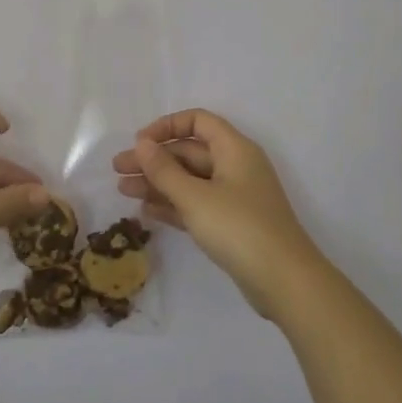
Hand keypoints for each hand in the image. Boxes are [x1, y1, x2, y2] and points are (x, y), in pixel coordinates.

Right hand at [112, 109, 328, 318]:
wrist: (284, 281)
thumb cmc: (238, 228)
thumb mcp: (195, 197)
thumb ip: (164, 170)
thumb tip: (142, 144)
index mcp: (234, 149)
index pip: (197, 122)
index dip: (166, 126)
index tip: (139, 143)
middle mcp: (235, 166)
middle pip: (189, 152)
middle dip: (154, 159)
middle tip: (117, 169)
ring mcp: (234, 197)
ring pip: (190, 180)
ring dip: (158, 182)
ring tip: (123, 190)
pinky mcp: (231, 224)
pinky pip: (196, 204)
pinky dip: (173, 204)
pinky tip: (146, 210)